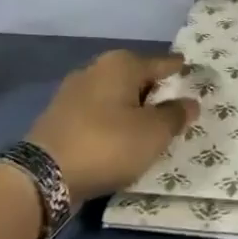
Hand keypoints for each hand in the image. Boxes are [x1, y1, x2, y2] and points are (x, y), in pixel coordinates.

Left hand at [27, 51, 197, 203]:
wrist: (44, 175)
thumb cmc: (107, 144)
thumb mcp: (153, 133)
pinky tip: (121, 137)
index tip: (193, 72)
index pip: (161, 63)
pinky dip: (113, 121)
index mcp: (121, 64)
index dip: (179, 69)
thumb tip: (190, 102)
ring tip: (150, 126)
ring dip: (132, 108)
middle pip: (136, 77)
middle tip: (176, 105)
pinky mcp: (60, 116)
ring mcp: (73, 91)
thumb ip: (175, 116)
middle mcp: (96, 69)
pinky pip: (99, 112)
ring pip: (115, 95)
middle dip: (155, 90)